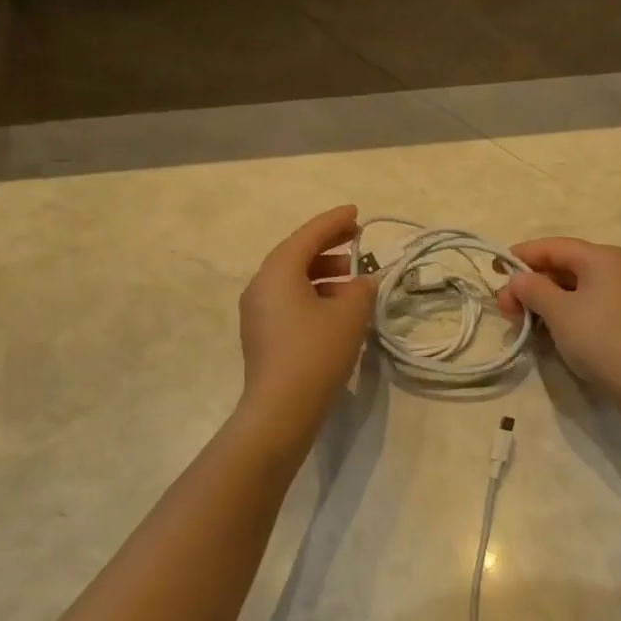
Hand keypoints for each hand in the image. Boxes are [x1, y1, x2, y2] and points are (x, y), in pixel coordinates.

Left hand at [238, 206, 376, 421]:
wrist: (281, 409)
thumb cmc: (316, 352)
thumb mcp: (350, 315)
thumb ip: (362, 289)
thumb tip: (362, 282)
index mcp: (278, 271)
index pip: (309, 235)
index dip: (334, 221)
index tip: (356, 212)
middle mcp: (261, 284)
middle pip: (297, 254)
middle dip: (328, 245)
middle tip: (357, 239)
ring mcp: (257, 311)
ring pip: (292, 278)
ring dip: (323, 272)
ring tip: (353, 277)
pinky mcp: (262, 334)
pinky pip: (289, 299)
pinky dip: (313, 293)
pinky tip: (337, 306)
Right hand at [497, 237, 620, 399]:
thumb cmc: (600, 338)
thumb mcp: (559, 312)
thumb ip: (533, 289)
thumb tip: (518, 279)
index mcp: (602, 257)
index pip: (554, 247)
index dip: (522, 255)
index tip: (495, 268)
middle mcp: (617, 267)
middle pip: (565, 266)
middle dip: (531, 284)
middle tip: (504, 306)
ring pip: (576, 287)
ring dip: (546, 300)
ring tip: (522, 319)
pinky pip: (589, 303)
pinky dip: (565, 311)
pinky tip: (548, 328)